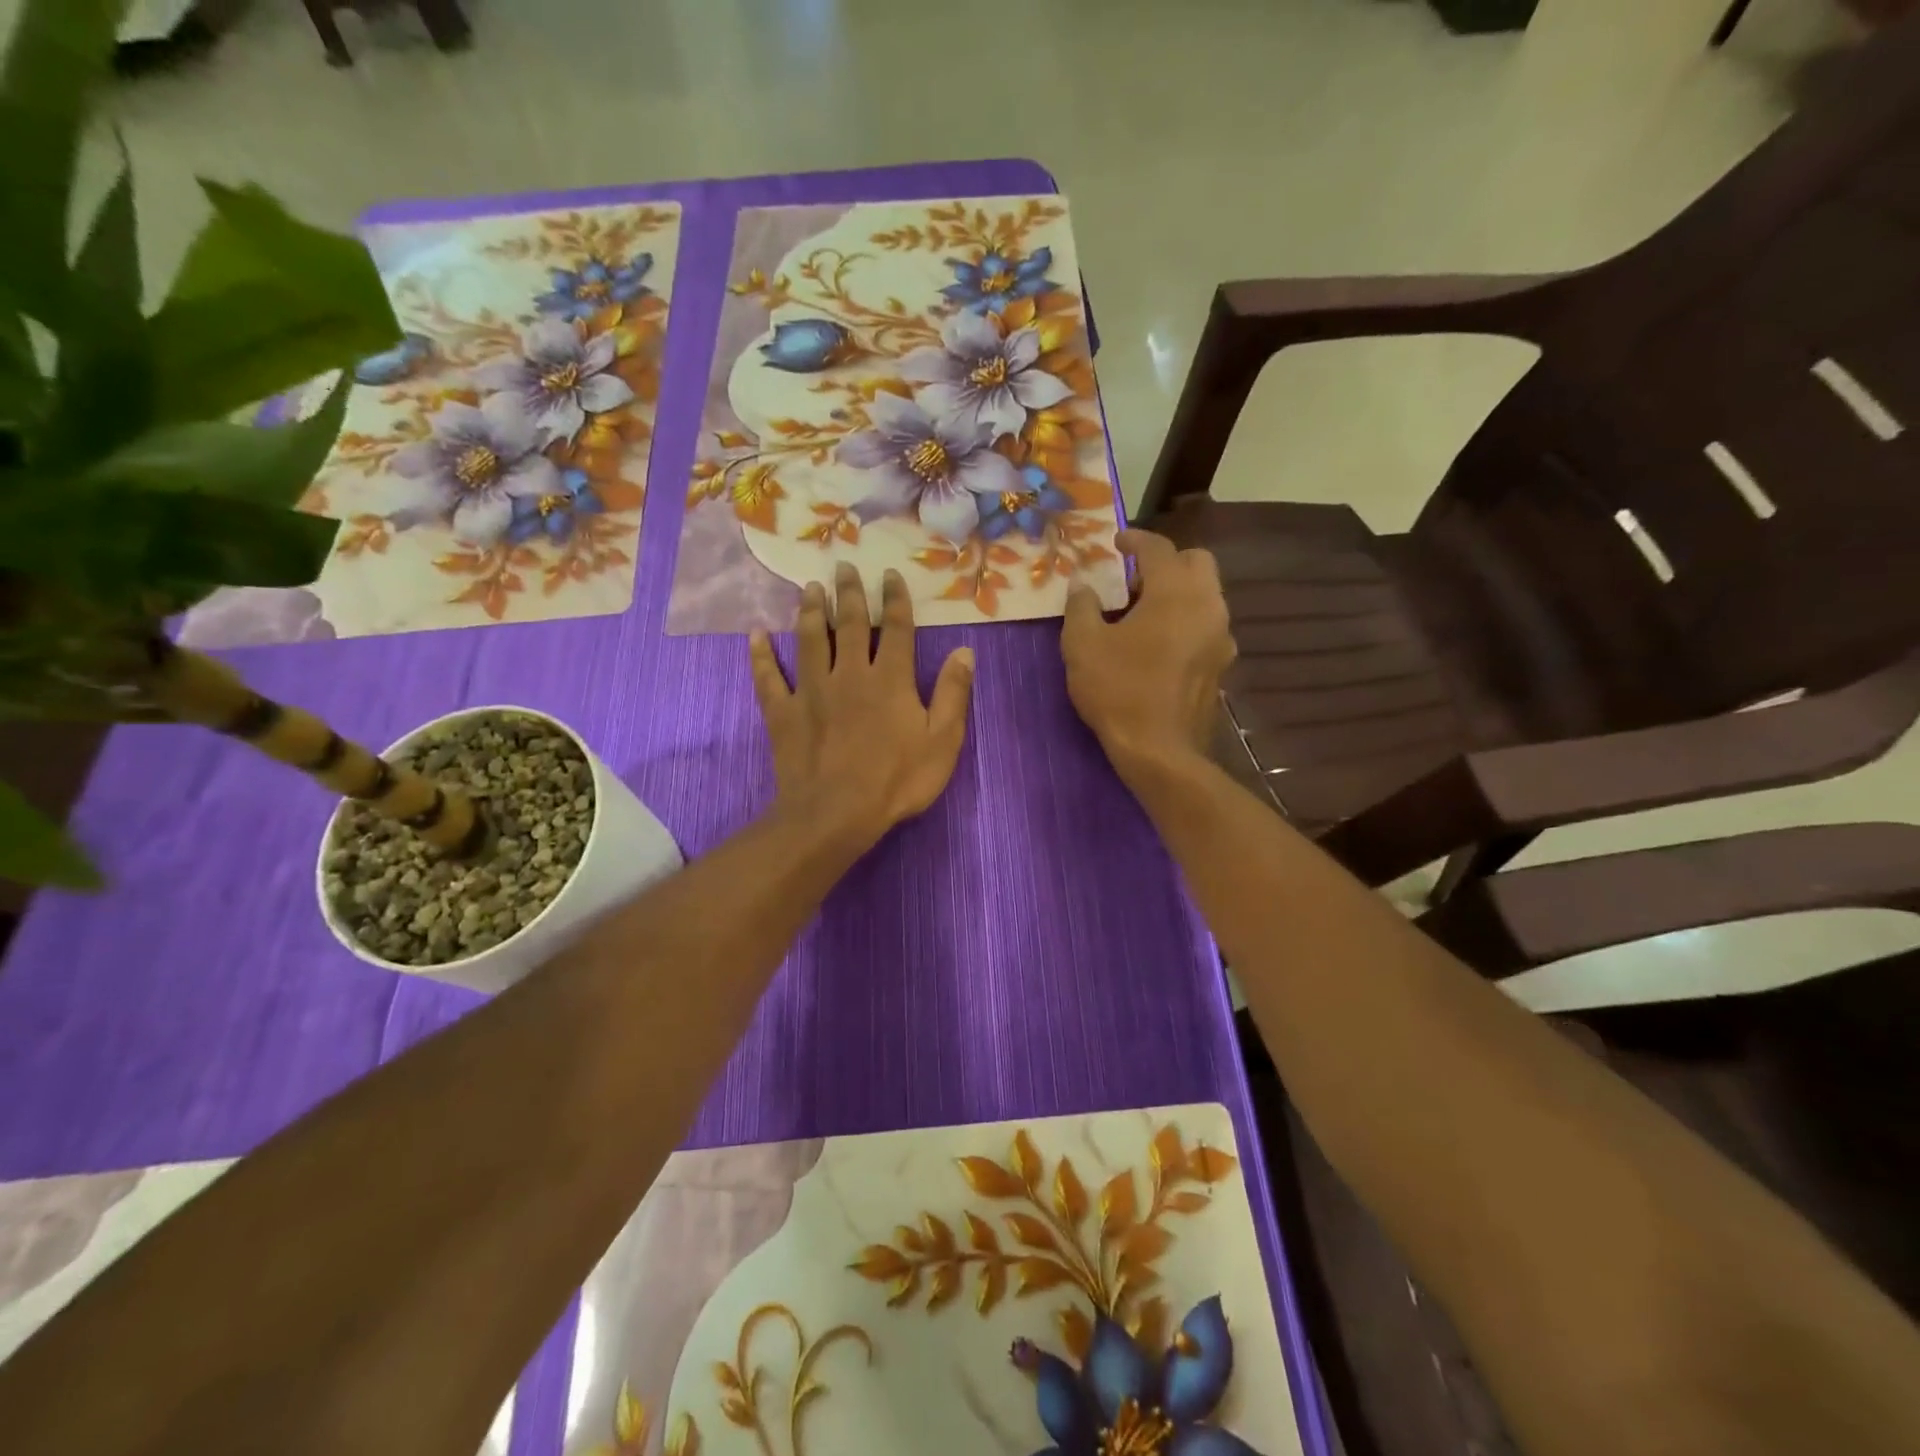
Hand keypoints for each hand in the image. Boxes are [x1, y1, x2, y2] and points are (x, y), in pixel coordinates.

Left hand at [750, 563, 975, 843]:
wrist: (835, 814)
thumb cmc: (896, 781)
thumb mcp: (942, 741)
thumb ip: (953, 693)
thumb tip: (964, 651)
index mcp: (889, 679)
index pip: (895, 628)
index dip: (894, 599)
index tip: (890, 573)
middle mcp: (849, 673)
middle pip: (848, 624)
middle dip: (848, 593)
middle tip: (842, 566)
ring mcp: (812, 691)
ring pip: (808, 640)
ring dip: (808, 611)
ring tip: (808, 587)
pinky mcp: (783, 712)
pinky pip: (768, 678)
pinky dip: (761, 656)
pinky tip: (756, 636)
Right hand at [1062, 528, 1234, 776]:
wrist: (1160, 751)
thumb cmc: (1118, 691)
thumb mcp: (1082, 645)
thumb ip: (1082, 605)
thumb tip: (1083, 584)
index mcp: (1176, 592)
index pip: (1158, 547)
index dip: (1134, 539)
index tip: (1115, 542)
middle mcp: (1208, 605)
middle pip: (1195, 563)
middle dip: (1165, 562)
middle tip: (1131, 582)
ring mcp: (1221, 636)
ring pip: (1204, 595)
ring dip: (1176, 593)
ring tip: (1140, 615)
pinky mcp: (1221, 664)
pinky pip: (1204, 625)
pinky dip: (1183, 621)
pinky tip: (1156, 645)